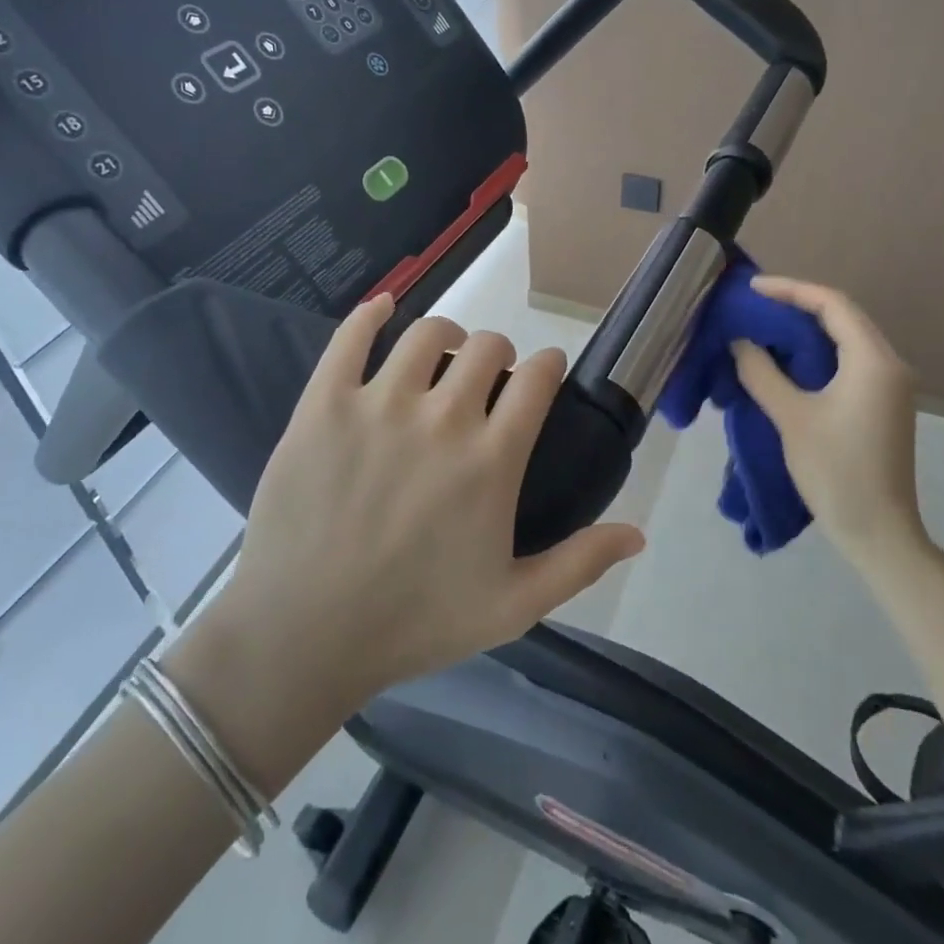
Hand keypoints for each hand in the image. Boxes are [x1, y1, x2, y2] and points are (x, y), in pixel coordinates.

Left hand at [209, 296, 645, 715]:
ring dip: (446, 334)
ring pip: (427, 333)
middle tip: (489, 378)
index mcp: (491, 459)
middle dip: (499, 353)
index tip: (544, 373)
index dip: (547, 365)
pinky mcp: (324, 403)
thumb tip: (639, 531)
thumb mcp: (513, 606)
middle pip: (487, 346)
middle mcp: (442, 417)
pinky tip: (383, 308)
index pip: (537, 378)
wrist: (304, 635)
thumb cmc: (415, 622)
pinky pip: (351, 335)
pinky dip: (372, 313)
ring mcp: (379, 404)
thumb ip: (580, 563)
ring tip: (442, 354)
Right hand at [728, 276, 926, 566]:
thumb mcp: (791, 418)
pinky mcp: (881, 404)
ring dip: (806, 328)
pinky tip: (786, 358)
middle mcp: (888, 364)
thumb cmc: (836, 471)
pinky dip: (816, 352)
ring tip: (764, 325)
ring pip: (845, 338)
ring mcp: (889, 385)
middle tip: (754, 304)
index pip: (832, 304)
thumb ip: (762, 373)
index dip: (790, 290)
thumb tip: (741, 342)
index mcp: (873, 361)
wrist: (878, 533)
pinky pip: (848, 361)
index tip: (752, 289)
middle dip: (797, 305)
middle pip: (842, 316)